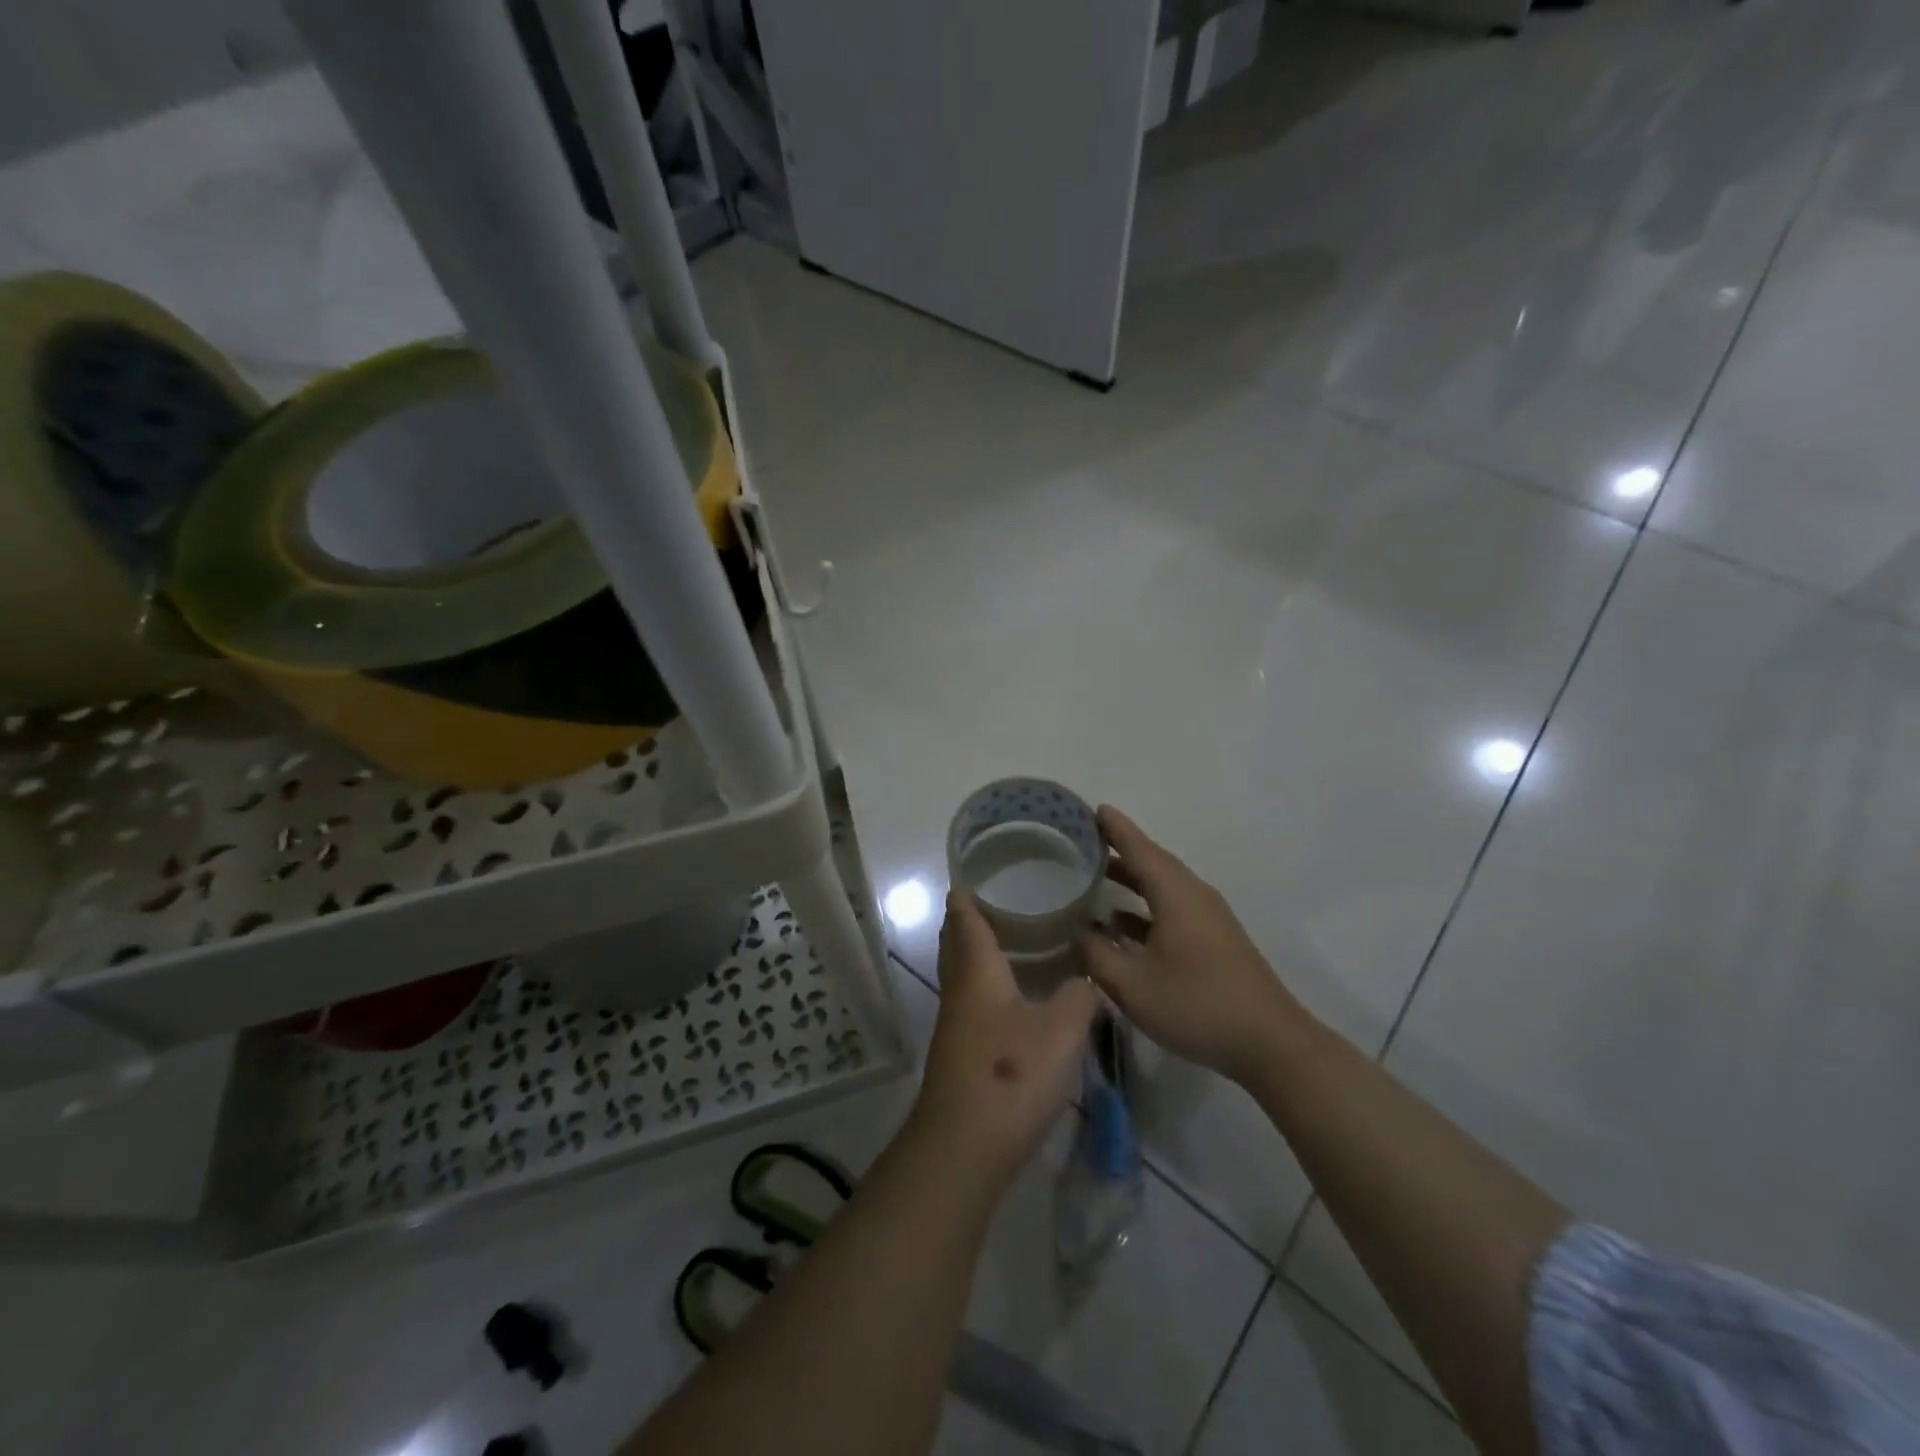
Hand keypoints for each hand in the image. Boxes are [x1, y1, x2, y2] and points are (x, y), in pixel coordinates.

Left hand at [908, 892, 1101, 1189]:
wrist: (964, 1148)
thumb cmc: (1011, 1075)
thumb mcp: (1062, 1031)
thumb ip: (1082, 995)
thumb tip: (1089, 977)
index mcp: (977, 972)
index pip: (965, 918)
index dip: (967, 893)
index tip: (975, 871)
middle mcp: (960, 990)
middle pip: (956, 943)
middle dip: (969, 918)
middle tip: (1000, 898)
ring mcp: (956, 1024)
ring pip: (963, 973)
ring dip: (978, 952)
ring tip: (1012, 938)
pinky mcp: (961, 1053)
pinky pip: (972, 1000)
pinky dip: (987, 983)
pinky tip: (1013, 996)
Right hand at [1076, 806, 1311, 1084]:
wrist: (1270, 1043)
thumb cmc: (1197, 1006)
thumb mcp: (1133, 985)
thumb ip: (1097, 954)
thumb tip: (1078, 931)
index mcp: (1176, 894)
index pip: (1139, 848)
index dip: (1114, 828)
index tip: (1089, 808)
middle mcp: (1193, 896)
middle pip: (1152, 862)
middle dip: (1118, 849)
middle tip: (1081, 840)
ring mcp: (1207, 917)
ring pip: (1162, 886)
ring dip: (1130, 878)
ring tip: (1093, 874)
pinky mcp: (1212, 939)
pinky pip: (1171, 907)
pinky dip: (1143, 906)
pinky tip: (1118, 923)